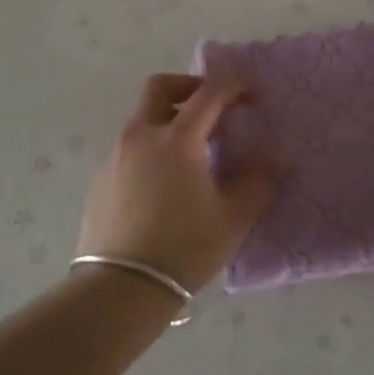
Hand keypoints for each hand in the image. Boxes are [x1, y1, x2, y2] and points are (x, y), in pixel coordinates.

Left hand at [75, 74, 276, 295]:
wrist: (120, 288)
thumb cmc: (184, 247)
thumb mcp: (233, 217)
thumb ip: (257, 182)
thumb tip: (273, 160)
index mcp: (177, 138)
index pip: (208, 93)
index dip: (233, 86)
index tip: (250, 93)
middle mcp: (141, 136)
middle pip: (160, 87)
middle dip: (188, 86)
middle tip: (211, 106)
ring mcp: (115, 156)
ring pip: (142, 118)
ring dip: (167, 119)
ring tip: (191, 152)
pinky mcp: (100, 180)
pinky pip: (129, 148)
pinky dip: (151, 148)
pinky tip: (163, 183)